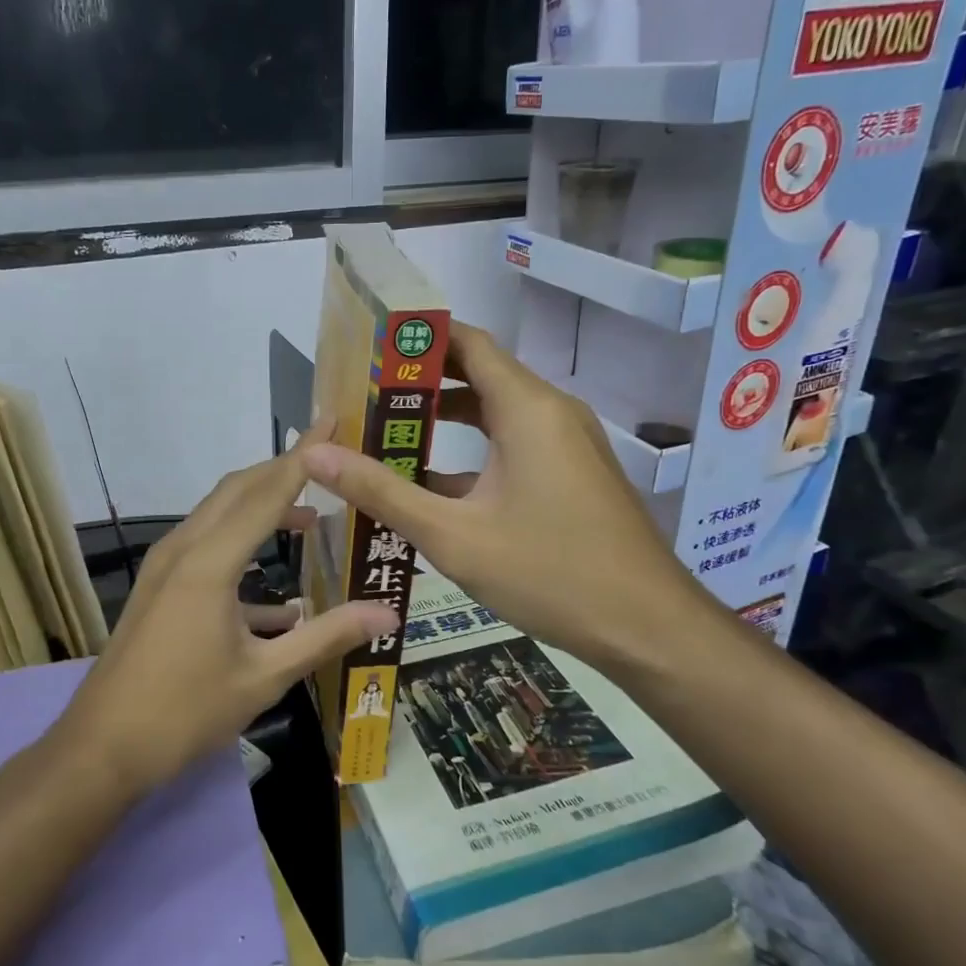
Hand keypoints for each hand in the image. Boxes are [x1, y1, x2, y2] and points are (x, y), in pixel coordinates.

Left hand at [59, 433, 397, 797]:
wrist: (102, 748)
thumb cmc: (185, 712)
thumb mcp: (265, 677)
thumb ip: (328, 637)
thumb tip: (389, 613)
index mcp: (211, 561)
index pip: (267, 491)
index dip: (304, 455)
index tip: (332, 422)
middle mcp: (184, 548)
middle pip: (239, 489)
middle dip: (283, 470)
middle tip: (329, 461)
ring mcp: (165, 566)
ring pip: (219, 514)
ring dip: (263, 507)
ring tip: (311, 518)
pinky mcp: (159, 586)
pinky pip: (206, 547)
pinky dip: (242, 549)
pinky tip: (279, 599)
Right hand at [301, 322, 716, 677]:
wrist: (649, 628)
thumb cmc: (551, 573)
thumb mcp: (453, 535)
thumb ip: (381, 491)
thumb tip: (315, 455)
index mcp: (527, 408)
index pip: (467, 342)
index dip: (417, 336)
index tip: (368, 344)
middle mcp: (551, 412)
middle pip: (479, 374)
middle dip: (421, 382)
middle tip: (361, 392)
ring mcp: (566, 444)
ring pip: (495, 413)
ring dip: (445, 420)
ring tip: (384, 432)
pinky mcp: (571, 474)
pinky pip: (513, 445)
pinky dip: (471, 452)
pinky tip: (429, 484)